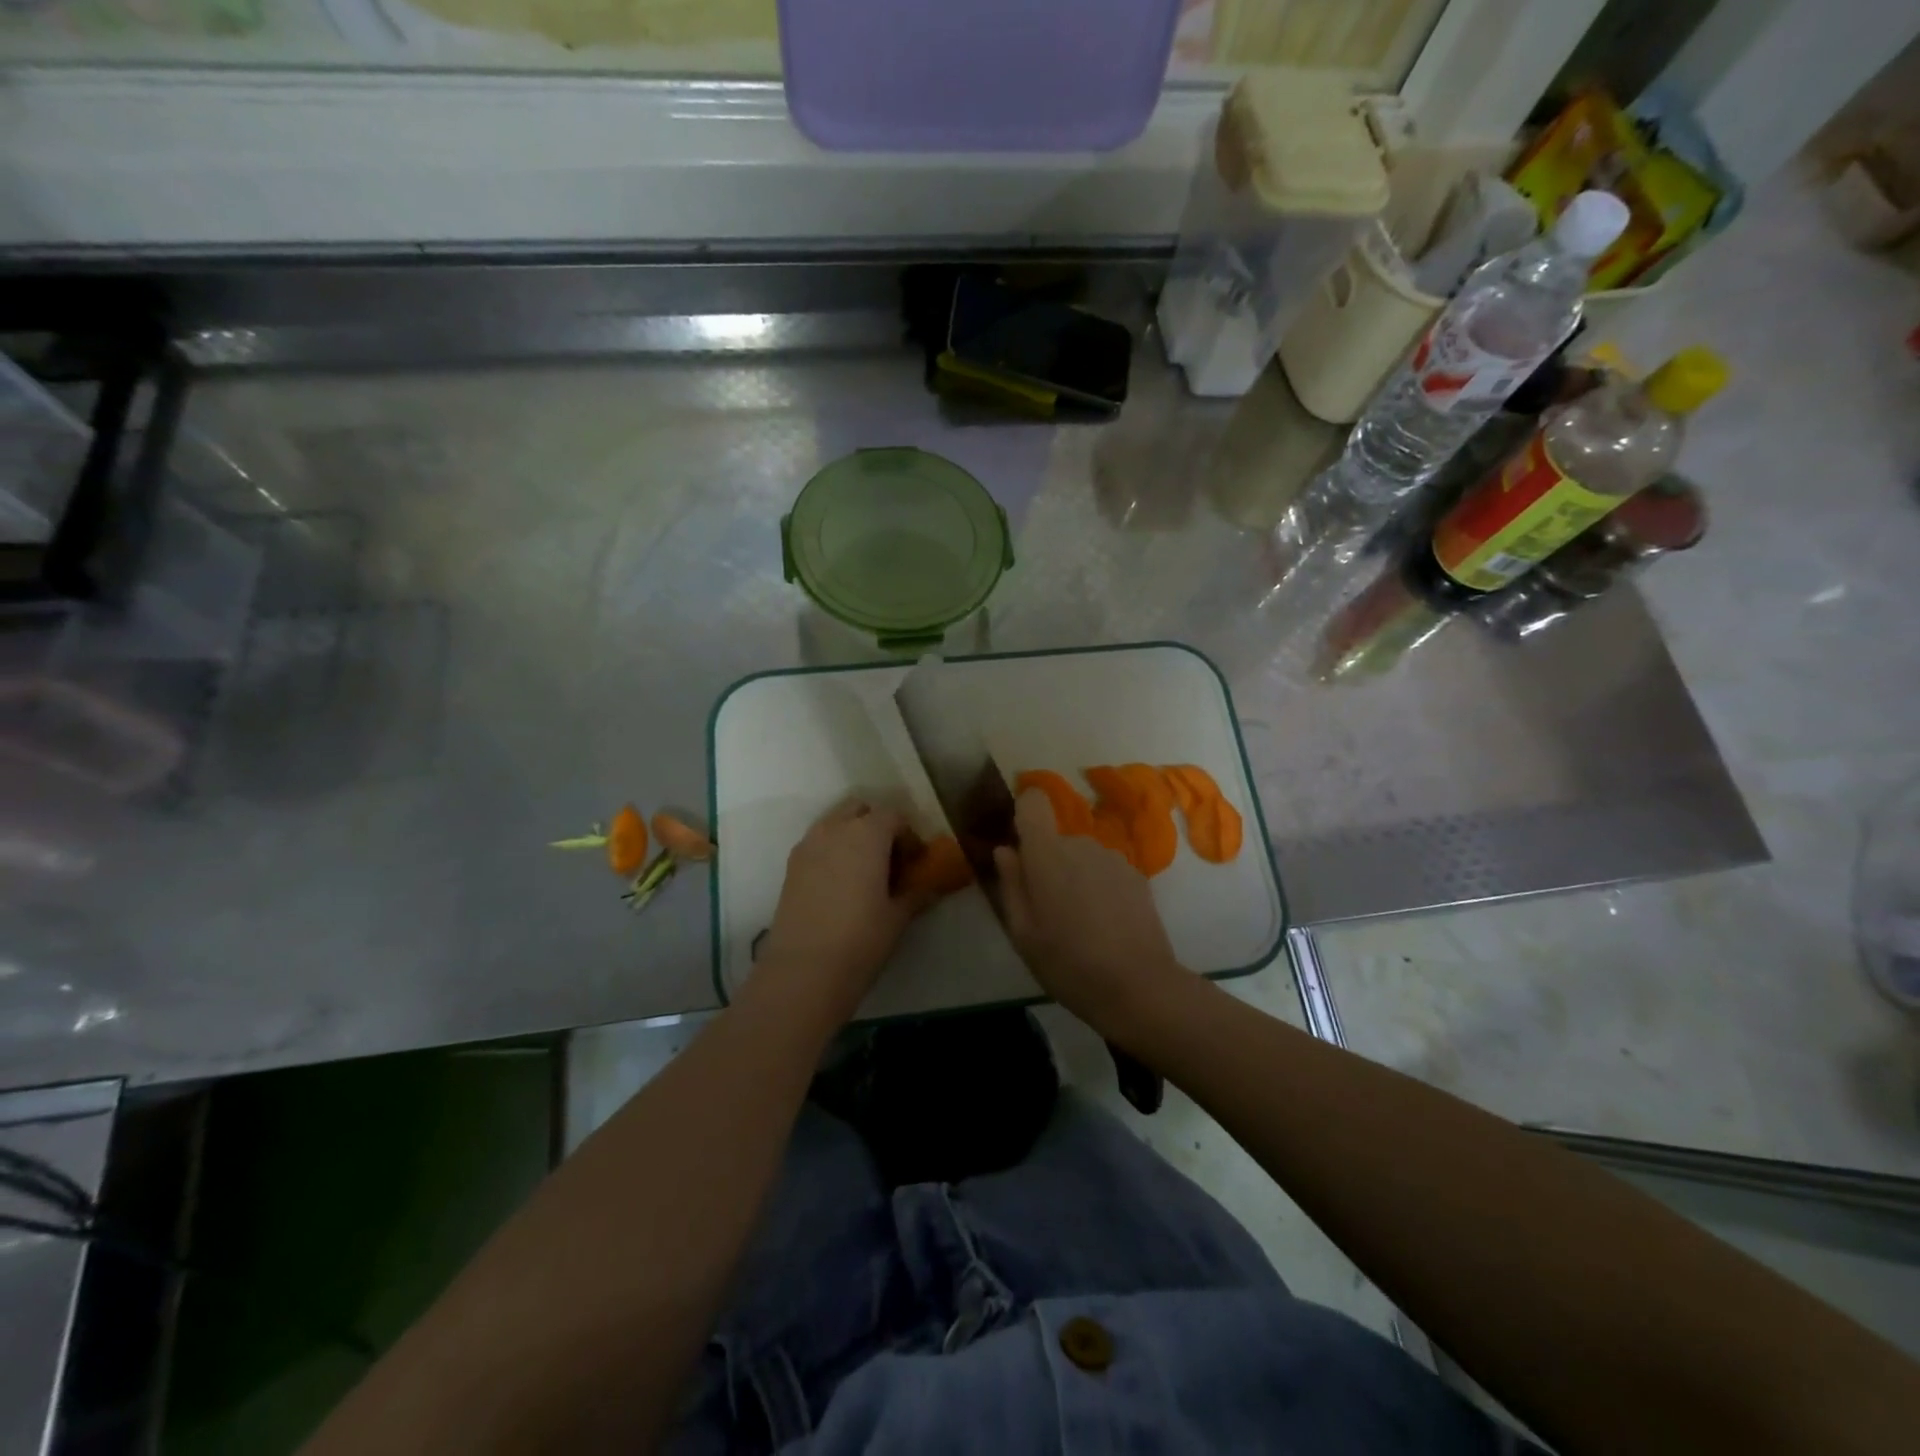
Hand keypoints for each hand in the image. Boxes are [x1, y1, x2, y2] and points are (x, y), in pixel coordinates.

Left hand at [758, 801, 933, 1023]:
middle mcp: (835, 829)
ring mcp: (808, 845)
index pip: (893, 817)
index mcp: (867, 833)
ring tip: (864, 870)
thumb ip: (916, 894)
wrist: (804, 969)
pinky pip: (817, 843)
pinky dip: (832, 850)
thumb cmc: (861, 938)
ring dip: (852, 835)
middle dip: (877, 825)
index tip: (916, 862)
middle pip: (860, 809)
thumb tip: (932, 888)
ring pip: (834, 823)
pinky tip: (840, 884)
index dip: (908, 836)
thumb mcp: (897, 917)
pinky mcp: (791, 866)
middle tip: (890, 858)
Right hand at [994, 789, 1185, 1038]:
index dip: (1024, 813)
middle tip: (1048, 911)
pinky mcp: (1137, 875)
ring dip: (1076, 878)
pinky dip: (1101, 889)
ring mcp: (1113, 858)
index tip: (1021, 844)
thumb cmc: (1067, 963)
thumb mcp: (1022, 932)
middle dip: (1049, 864)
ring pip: (1082, 857)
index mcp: (1046, 853)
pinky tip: (1106, 926)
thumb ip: (1011, 884)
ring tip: (1080, 923)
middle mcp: (1081, 844)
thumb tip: (1005, 851)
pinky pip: (1106, 871)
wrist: (1138, 986)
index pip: (1033, 801)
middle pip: (1056, 839)